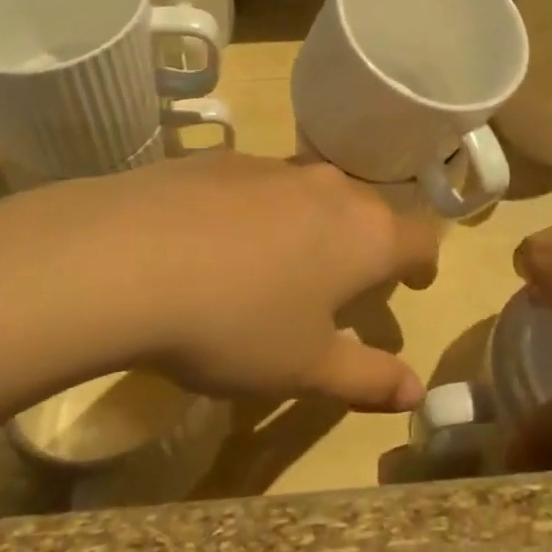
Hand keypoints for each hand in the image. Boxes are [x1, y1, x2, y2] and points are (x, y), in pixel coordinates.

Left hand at [44, 154, 439, 412]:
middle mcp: (328, 188)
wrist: (129, 258)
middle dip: (366, 243)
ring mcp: (273, 166)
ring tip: (284, 262)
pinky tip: (220, 243)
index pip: (419, 239)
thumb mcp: (304, 368)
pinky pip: (260, 185)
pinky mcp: (222, 160)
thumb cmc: (236, 323)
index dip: (422, 263)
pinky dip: (260, 211)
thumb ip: (368, 378)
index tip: (413, 282)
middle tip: (347, 281)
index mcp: (364, 235)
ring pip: (312, 193)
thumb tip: (416, 391)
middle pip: (367, 211)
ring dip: (312, 224)